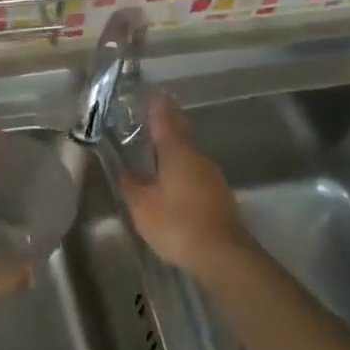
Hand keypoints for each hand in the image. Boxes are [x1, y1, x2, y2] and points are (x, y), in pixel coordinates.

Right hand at [120, 94, 257, 285]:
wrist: (222, 255)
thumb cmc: (177, 224)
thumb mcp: (143, 207)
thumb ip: (133, 187)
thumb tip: (126, 172)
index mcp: (177, 154)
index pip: (165, 122)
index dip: (158, 108)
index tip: (154, 94)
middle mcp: (198, 159)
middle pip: (182, 136)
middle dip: (169, 127)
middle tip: (156, 119)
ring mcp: (214, 178)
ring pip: (191, 158)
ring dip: (177, 153)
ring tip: (161, 155)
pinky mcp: (221, 197)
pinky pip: (198, 176)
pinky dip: (185, 174)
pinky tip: (177, 185)